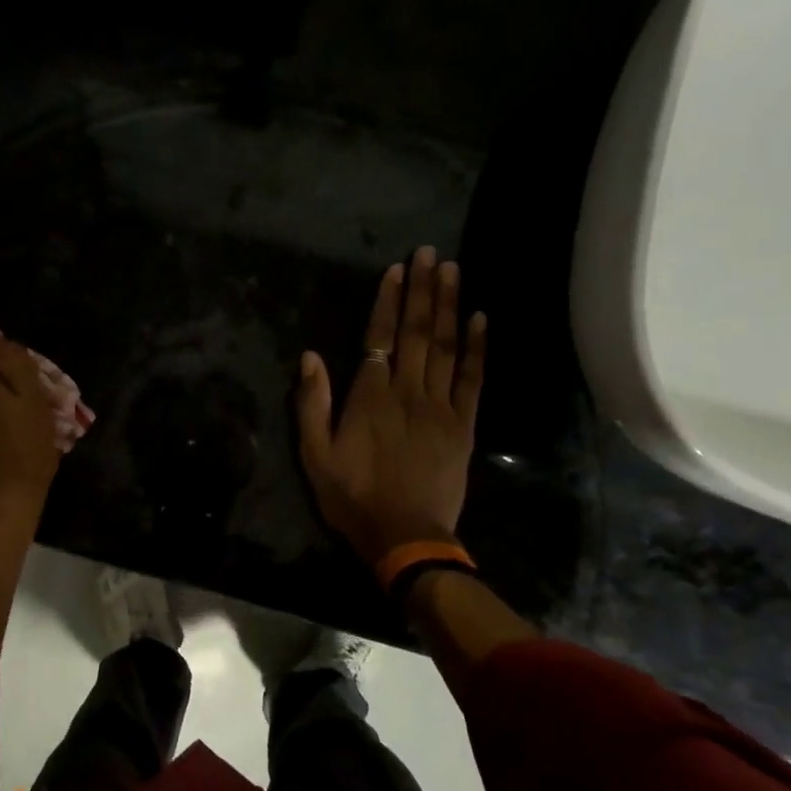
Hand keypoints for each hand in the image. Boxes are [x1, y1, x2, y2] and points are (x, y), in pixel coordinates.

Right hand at [296, 247, 484, 563]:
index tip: (397, 269)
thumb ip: (311, 404)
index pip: (379, 338)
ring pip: (445, 347)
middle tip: (431, 253)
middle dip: (423, 290)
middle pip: (416, 332)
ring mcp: (440, 407)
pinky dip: (477, 348)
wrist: (405, 537)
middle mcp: (408, 392)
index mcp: (370, 397)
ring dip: (449, 306)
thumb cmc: (352, 496)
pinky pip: (472, 379)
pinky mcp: (463, 425)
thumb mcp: (314, 455)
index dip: (388, 302)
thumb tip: (310, 357)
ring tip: (453, 271)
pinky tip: (480, 320)